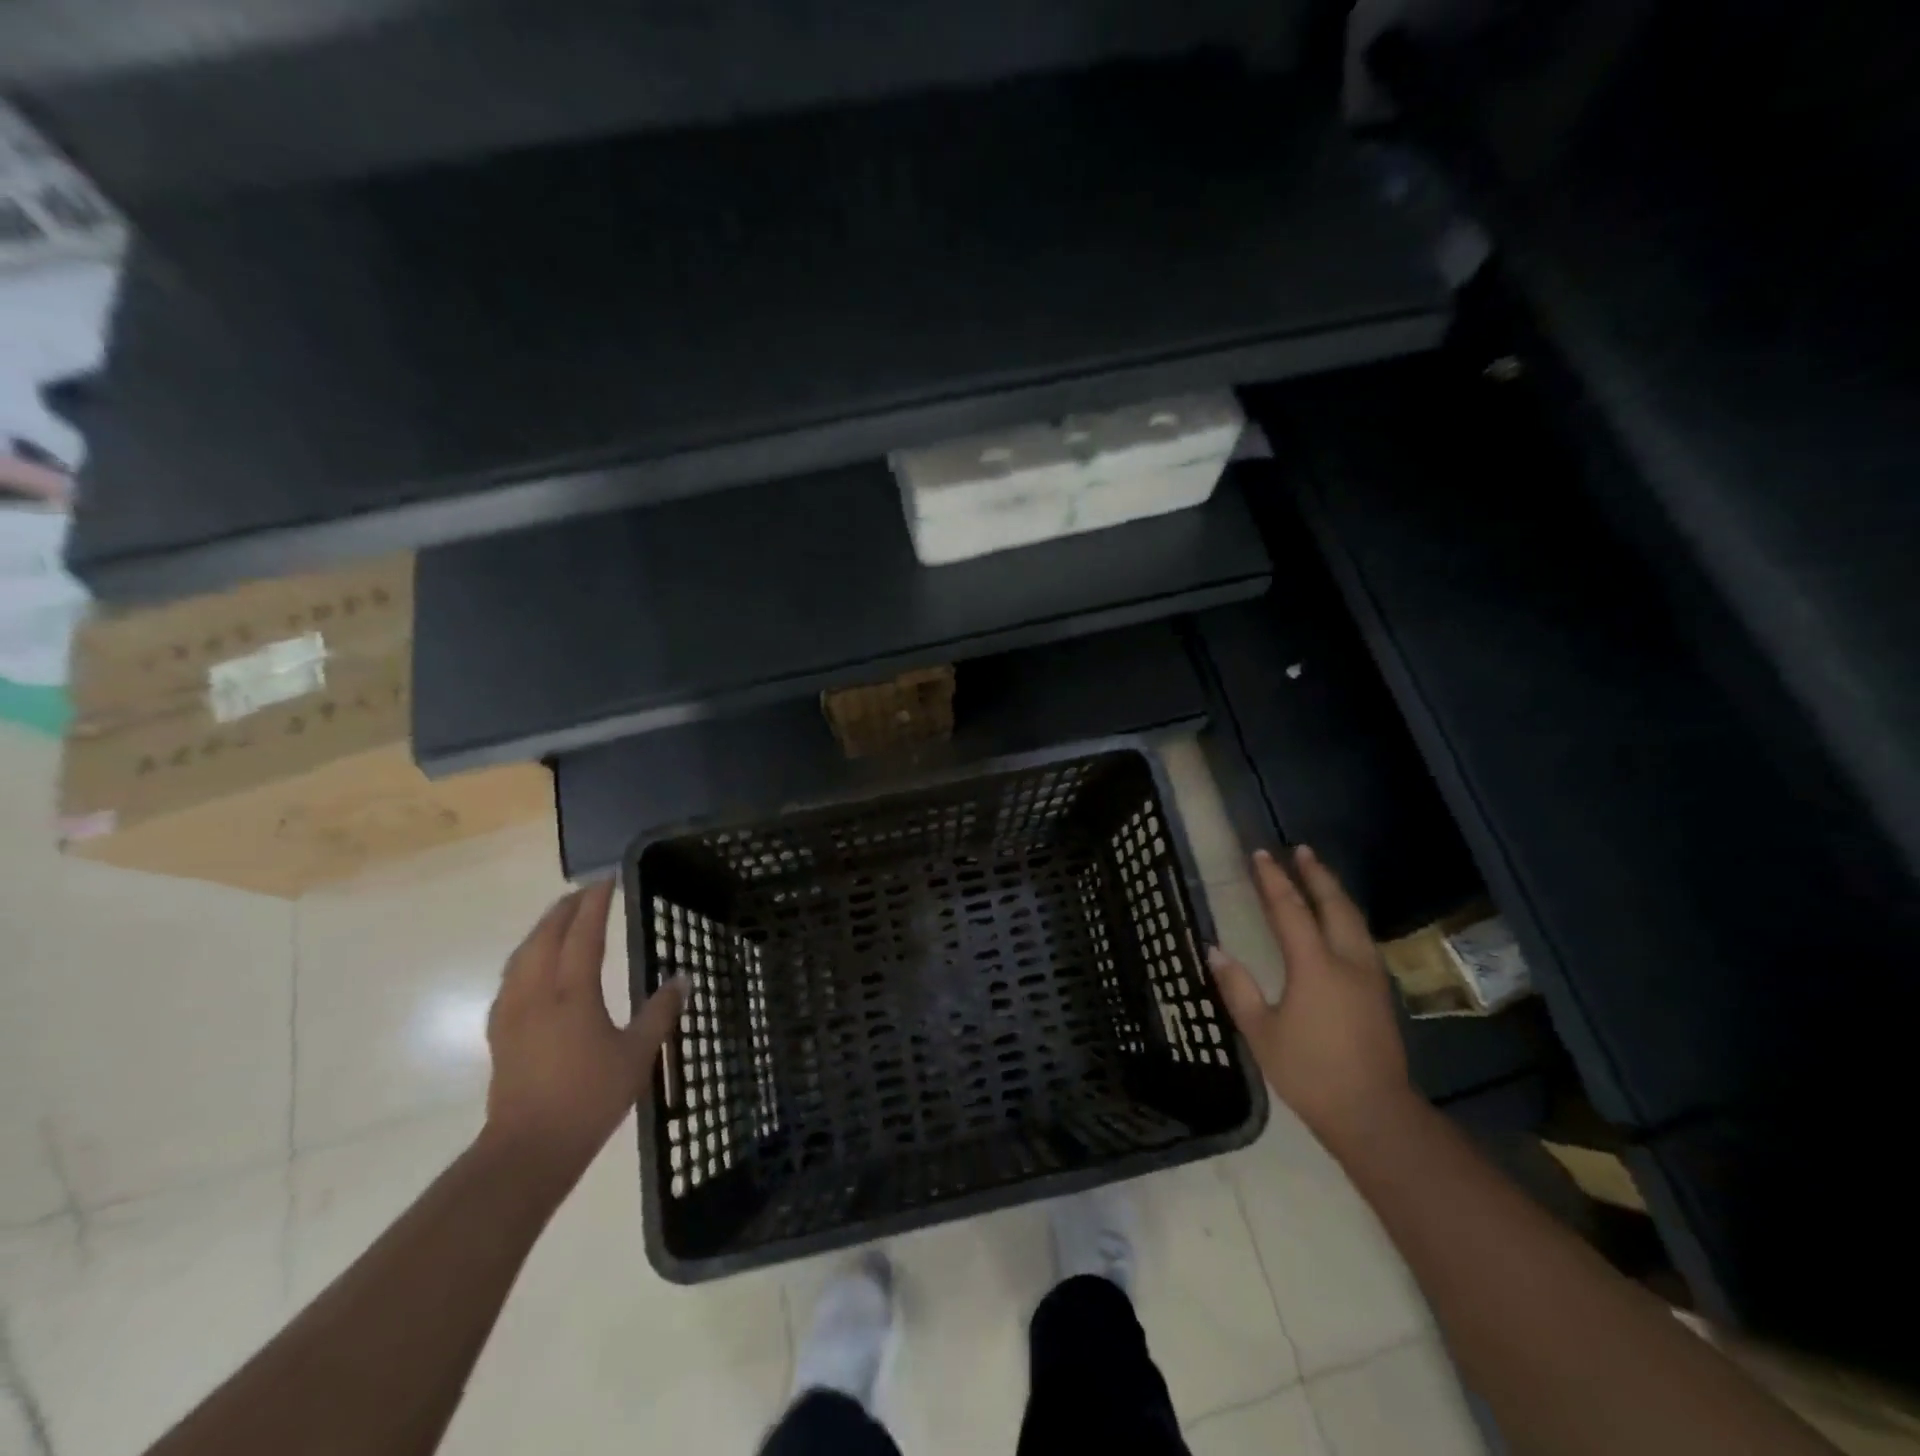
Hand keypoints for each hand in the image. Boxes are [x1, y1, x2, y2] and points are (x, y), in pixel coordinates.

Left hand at [480, 880, 685, 1190]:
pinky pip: (511, 978)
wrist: (529, 1149)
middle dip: (565, 909)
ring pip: (522, 955)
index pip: (583, 934)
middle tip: (586, 892)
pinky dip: (525, 957)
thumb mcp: (637, 1054)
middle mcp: (537, 994)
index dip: (595, 904)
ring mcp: (512, 1013)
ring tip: (560, 918)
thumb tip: (683, 977)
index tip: (607, 880)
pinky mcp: (500, 1033)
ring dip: (542, 929)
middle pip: (545, 937)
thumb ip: (660, 1011)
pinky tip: (532, 966)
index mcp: (573, 994)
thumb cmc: (590, 1098)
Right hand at [1209, 846, 1412, 1144]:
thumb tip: (1215, 950)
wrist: (1374, 1114)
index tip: (1260, 855)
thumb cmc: (1310, 1073)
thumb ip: (1238, 988)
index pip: (1291, 910)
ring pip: (1353, 919)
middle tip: (1299, 850)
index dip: (1274, 881)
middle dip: (1315, 874)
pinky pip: (1361, 936)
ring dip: (1334, 891)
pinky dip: (1346, 914)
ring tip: (1319, 872)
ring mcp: (1369, 976)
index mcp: (1315, 967)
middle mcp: (1346, 961)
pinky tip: (1339, 918)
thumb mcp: (1262, 1033)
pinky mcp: (1379, 991)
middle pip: (1333, 905)